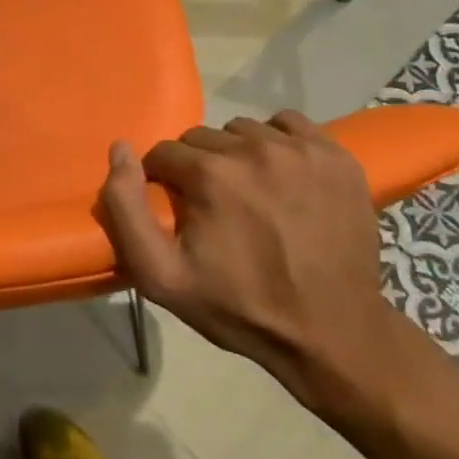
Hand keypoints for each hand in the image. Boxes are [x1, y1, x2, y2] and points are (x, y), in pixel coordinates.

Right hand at [96, 111, 410, 423]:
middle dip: (198, 168)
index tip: (179, 212)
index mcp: (210, 174)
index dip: (163, 181)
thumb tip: (120, 150)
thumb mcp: (161, 276)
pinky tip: (282, 175)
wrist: (333, 334)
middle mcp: (255, 149)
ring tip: (250, 194)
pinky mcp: (337, 156)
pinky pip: (291, 125)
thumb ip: (125, 209)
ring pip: (244, 130)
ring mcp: (301, 150)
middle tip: (214, 208)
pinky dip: (279, 141)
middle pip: (203, 139)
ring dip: (237, 154)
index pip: (164, 153)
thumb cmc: (240, 307)